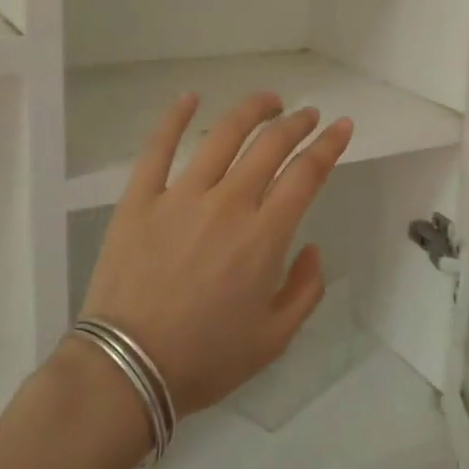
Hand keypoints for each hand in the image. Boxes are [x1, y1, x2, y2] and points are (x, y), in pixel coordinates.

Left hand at [74, 92, 353, 415]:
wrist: (127, 370)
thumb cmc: (206, 358)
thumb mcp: (276, 338)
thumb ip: (306, 289)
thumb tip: (311, 248)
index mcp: (265, 235)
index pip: (307, 173)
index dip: (329, 145)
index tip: (341, 126)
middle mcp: (229, 203)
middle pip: (270, 146)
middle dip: (296, 123)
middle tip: (308, 114)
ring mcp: (181, 196)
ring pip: (222, 135)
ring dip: (251, 111)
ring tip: (267, 100)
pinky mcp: (140, 199)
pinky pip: (157, 148)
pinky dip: (174, 117)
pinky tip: (190, 98)